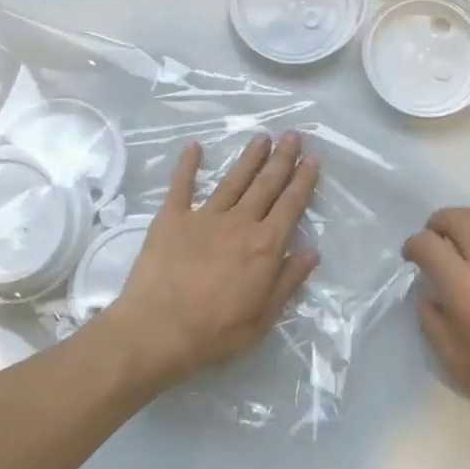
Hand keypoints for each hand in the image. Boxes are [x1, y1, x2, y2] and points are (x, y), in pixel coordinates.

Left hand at [106, 133, 319, 388]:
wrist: (157, 331)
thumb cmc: (215, 332)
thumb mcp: (263, 318)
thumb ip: (288, 282)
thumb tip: (311, 252)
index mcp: (265, 246)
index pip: (291, 206)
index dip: (303, 182)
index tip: (312, 160)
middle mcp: (239, 223)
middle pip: (265, 185)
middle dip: (282, 159)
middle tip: (293, 136)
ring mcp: (204, 217)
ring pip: (233, 180)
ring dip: (249, 158)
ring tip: (262, 137)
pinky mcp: (171, 218)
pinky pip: (181, 185)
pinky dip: (188, 165)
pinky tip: (195, 147)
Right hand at [402, 206, 469, 450]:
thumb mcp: (456, 365)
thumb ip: (434, 325)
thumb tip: (431, 297)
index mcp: (464, 287)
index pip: (427, 246)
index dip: (412, 246)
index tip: (411, 257)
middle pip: (457, 220)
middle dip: (437, 224)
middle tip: (434, 241)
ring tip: (466, 231)